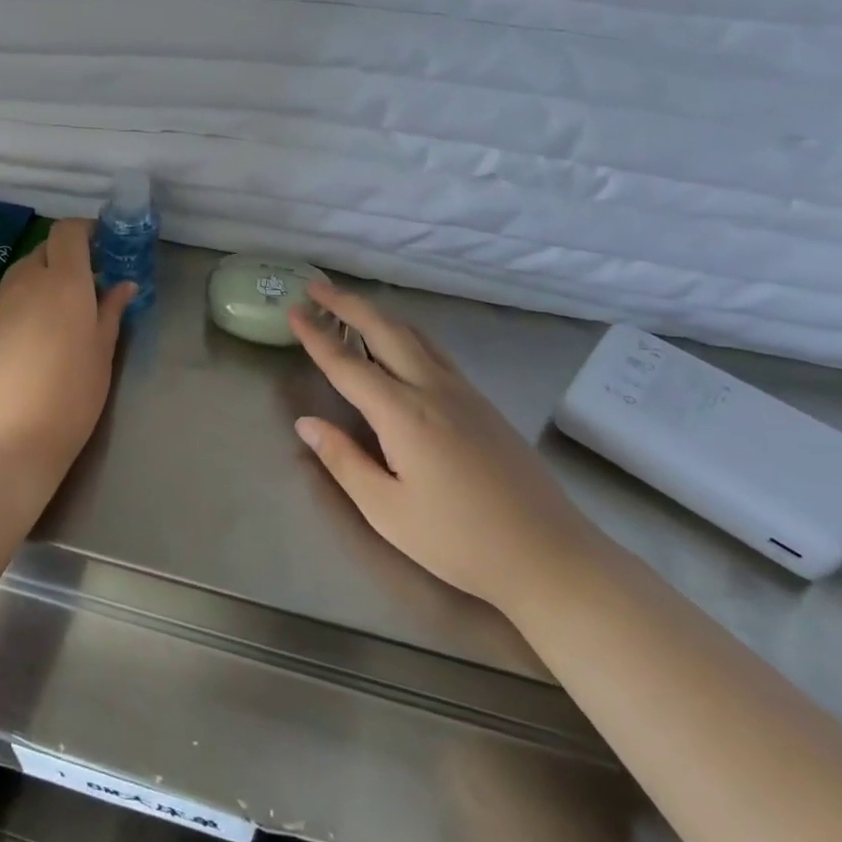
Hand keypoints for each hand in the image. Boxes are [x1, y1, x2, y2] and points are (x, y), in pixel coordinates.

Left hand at [0, 219, 133, 492]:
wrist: (7, 439)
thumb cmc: (70, 396)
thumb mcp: (102, 354)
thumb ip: (111, 312)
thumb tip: (123, 284)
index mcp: (64, 281)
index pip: (68, 231)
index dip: (85, 231)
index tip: (103, 247)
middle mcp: (27, 281)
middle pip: (45, 249)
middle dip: (67, 257)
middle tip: (88, 286)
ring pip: (23, 272)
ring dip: (44, 278)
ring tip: (62, 313)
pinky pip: (8, 296)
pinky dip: (25, 300)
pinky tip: (35, 335)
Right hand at [289, 283, 595, 615]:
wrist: (548, 554)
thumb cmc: (459, 541)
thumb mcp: (387, 511)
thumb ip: (343, 461)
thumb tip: (306, 423)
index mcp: (403, 414)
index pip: (347, 365)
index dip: (316, 337)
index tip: (293, 311)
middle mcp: (432, 389)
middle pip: (384, 331)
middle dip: (347, 305)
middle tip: (316, 287)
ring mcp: (463, 392)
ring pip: (415, 335)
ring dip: (378, 315)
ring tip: (351, 307)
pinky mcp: (483, 403)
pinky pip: (436, 351)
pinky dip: (407, 333)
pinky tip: (401, 343)